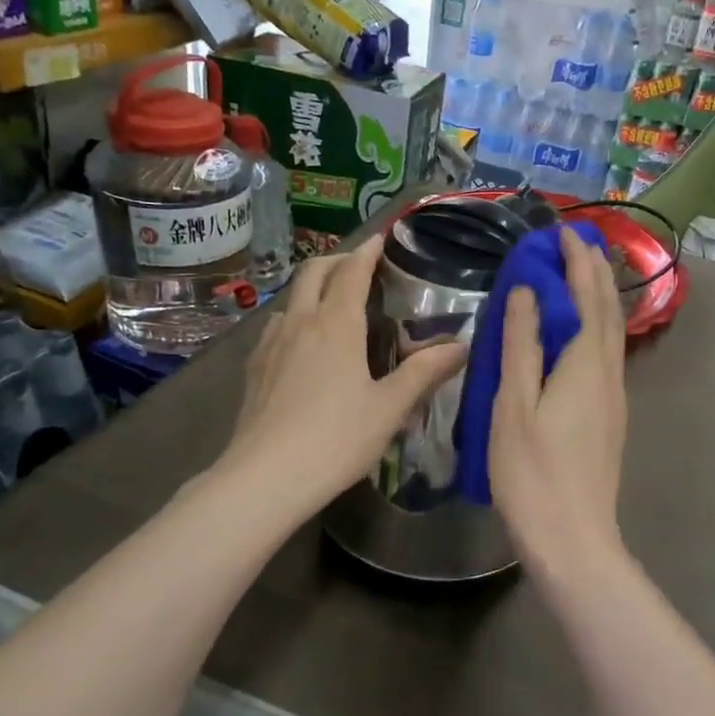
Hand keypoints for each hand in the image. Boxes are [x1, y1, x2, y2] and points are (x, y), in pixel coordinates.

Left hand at [223, 235, 465, 515]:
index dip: (367, 252)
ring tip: (332, 307)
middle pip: (313, 273)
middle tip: (358, 266)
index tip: (380, 239)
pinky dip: (294, 319)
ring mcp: (270, 345)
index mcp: (337, 325)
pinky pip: (275, 328)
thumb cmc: (336, 439)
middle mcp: (300, 323)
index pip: (352, 272)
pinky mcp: (253, 369)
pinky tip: (301, 346)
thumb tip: (461, 346)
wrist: (266, 476)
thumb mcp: (390, 408)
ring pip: (290, 300)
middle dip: (336, 260)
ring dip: (312, 290)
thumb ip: (424, 373)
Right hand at [489, 229, 627, 576]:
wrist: (573, 538)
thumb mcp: (514, 405)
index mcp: (585, 364)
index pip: (588, 297)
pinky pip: (606, 355)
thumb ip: (521, 345)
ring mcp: (614, 397)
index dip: (577, 262)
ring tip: (580, 276)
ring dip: (598, 297)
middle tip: (577, 242)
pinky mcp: (610, 418)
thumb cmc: (533, 472)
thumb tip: (525, 291)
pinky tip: (580, 334)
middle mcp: (608, 373)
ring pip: (612, 333)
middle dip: (595, 272)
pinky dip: (595, 327)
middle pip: (608, 310)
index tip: (564, 232)